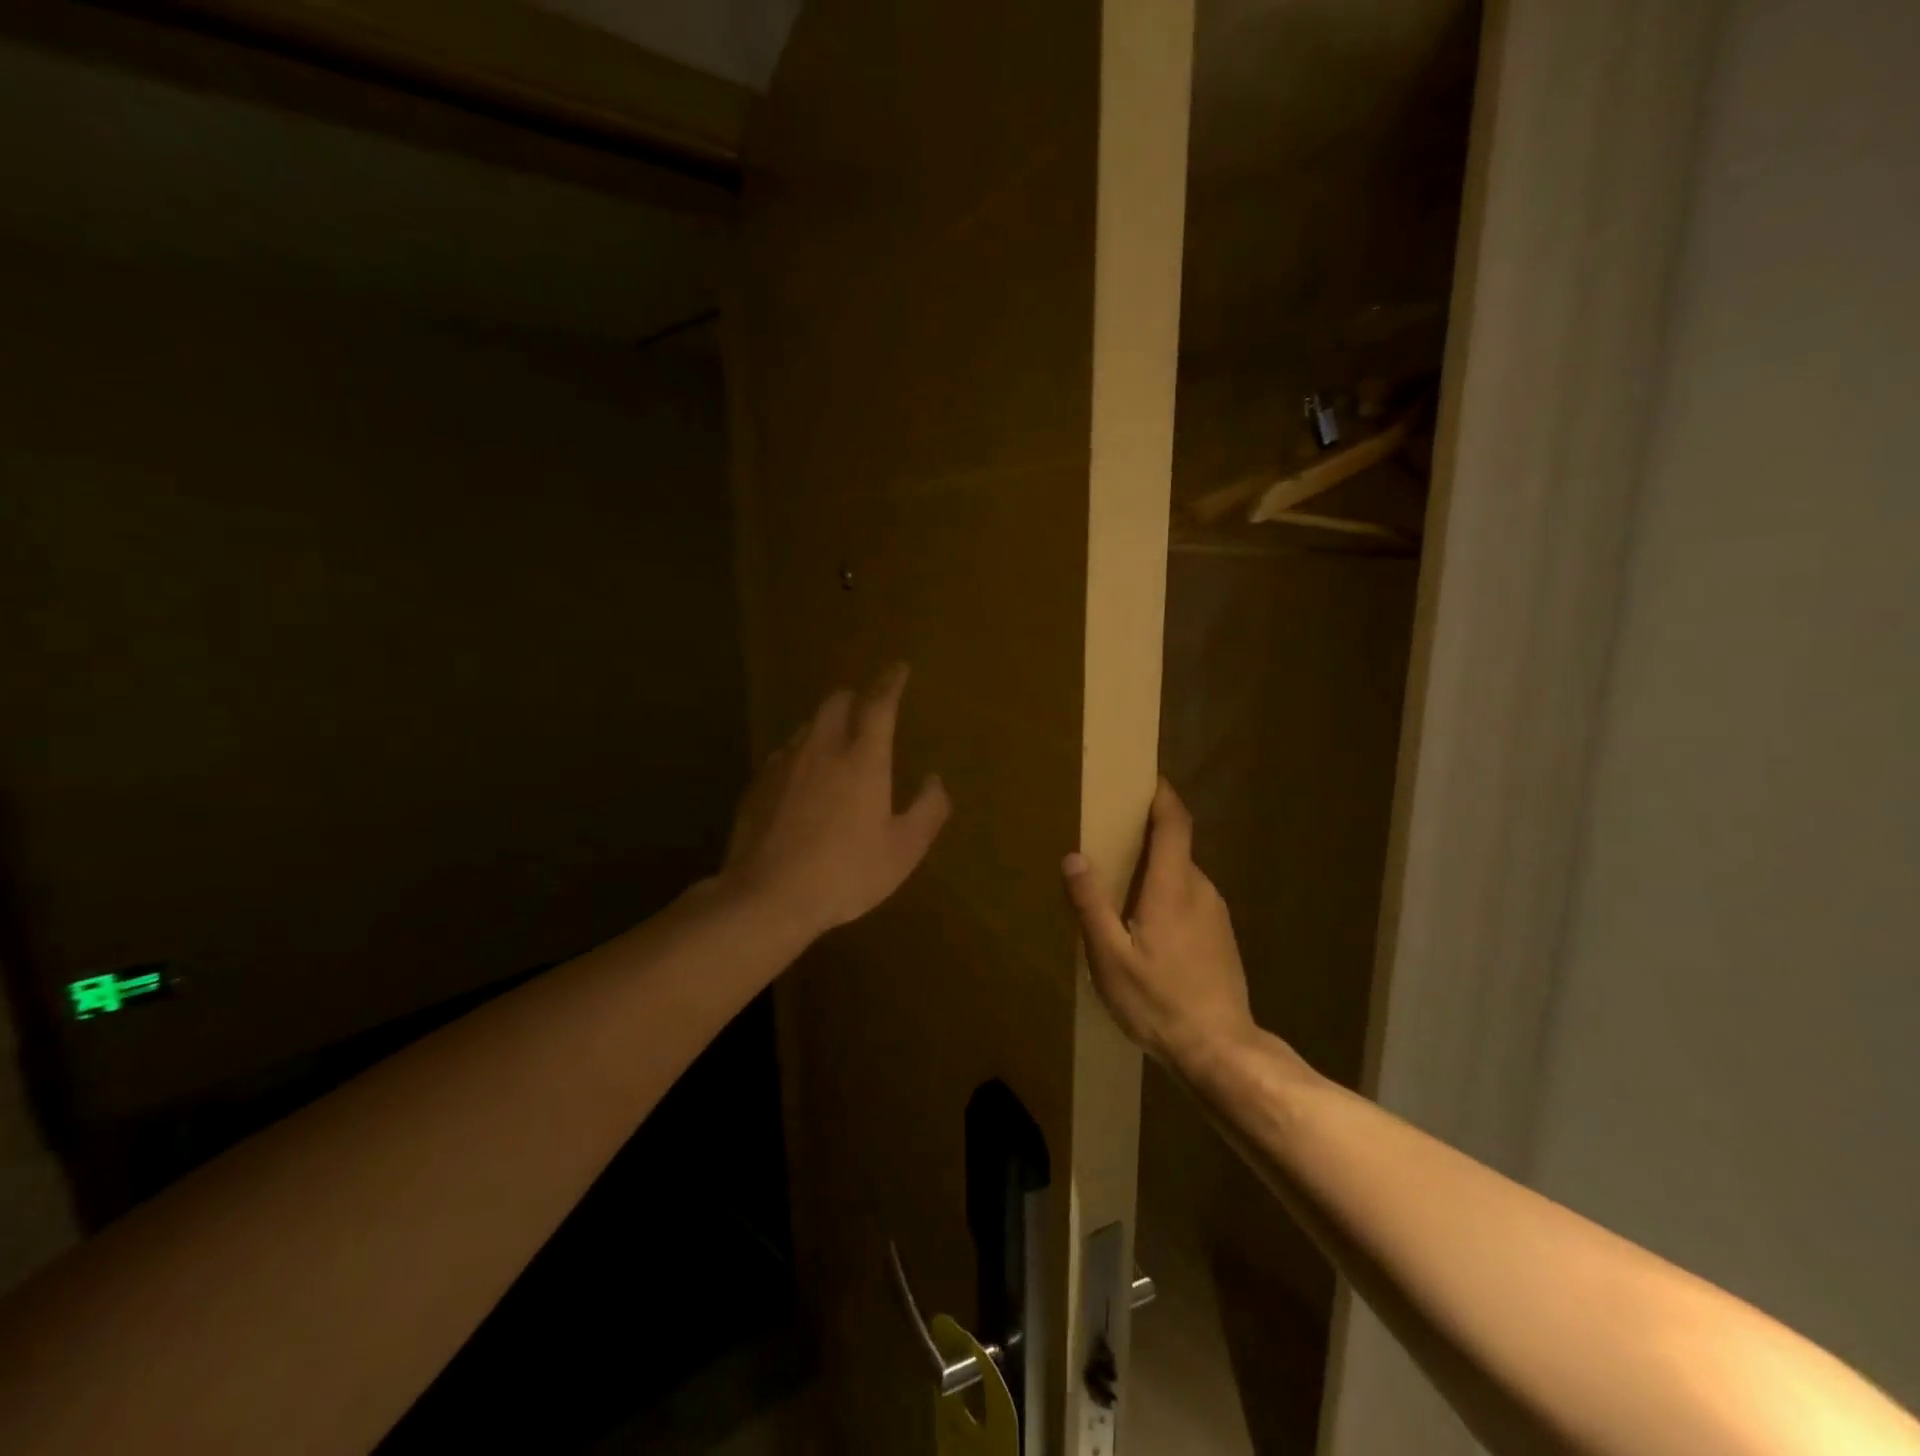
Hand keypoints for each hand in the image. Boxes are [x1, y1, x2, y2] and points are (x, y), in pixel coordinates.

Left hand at [723, 663, 951, 942]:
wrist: (767, 896)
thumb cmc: (845, 873)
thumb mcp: (903, 851)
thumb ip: (927, 811)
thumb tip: (935, 781)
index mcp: (863, 758)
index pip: (879, 703)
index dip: (891, 682)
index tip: (898, 668)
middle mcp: (822, 748)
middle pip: (837, 702)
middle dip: (856, 698)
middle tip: (868, 709)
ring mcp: (785, 763)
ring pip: (808, 725)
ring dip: (827, 725)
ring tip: (837, 744)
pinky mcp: (758, 784)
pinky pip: (785, 754)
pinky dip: (802, 754)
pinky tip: (803, 780)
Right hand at [1062, 779, 1257, 1069]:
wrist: (1220, 1050)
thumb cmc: (1159, 1000)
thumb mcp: (1109, 957)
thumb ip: (1090, 904)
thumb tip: (1074, 856)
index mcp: (1172, 886)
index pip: (1175, 823)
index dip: (1163, 796)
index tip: (1145, 779)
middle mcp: (1200, 889)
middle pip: (1175, 847)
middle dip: (1147, 837)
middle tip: (1111, 843)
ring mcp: (1216, 913)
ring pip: (1182, 877)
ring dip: (1156, 872)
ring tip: (1123, 893)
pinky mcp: (1222, 936)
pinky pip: (1191, 900)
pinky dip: (1168, 897)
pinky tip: (1148, 931)